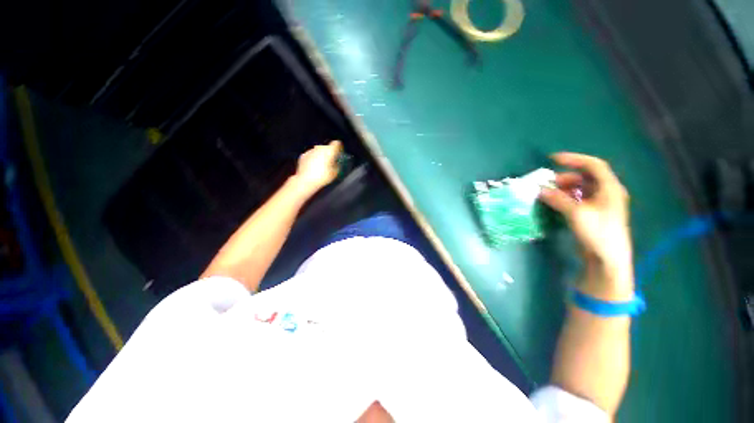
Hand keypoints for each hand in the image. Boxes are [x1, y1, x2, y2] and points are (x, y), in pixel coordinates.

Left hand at [294, 140, 342, 194]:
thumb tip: (336, 163)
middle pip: (327, 147)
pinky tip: (313, 168)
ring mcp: (310, 151)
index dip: (339, 147)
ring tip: (321, 166)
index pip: (337, 143)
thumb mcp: (335, 173)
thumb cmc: (322, 177)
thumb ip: (337, 165)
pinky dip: (313, 159)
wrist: (305, 180)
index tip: (339, 153)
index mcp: (329, 151)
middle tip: (331, 162)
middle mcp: (319, 148)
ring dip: (321, 156)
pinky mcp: (303, 155)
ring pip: (318, 151)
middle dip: (329, 153)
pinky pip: (311, 155)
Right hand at [540, 153, 632, 295]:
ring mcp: (601, 204)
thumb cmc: (597, 232)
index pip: (593, 165)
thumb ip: (557, 199)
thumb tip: (540, 190)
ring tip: (548, 194)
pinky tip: (555, 203)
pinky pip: (579, 199)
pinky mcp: (594, 214)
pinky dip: (566, 198)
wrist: (608, 259)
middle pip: (586, 177)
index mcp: (610, 188)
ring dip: (564, 189)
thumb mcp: (576, 213)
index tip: (553, 159)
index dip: (574, 159)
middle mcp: (607, 193)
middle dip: (565, 178)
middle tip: (548, 184)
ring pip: (581, 189)